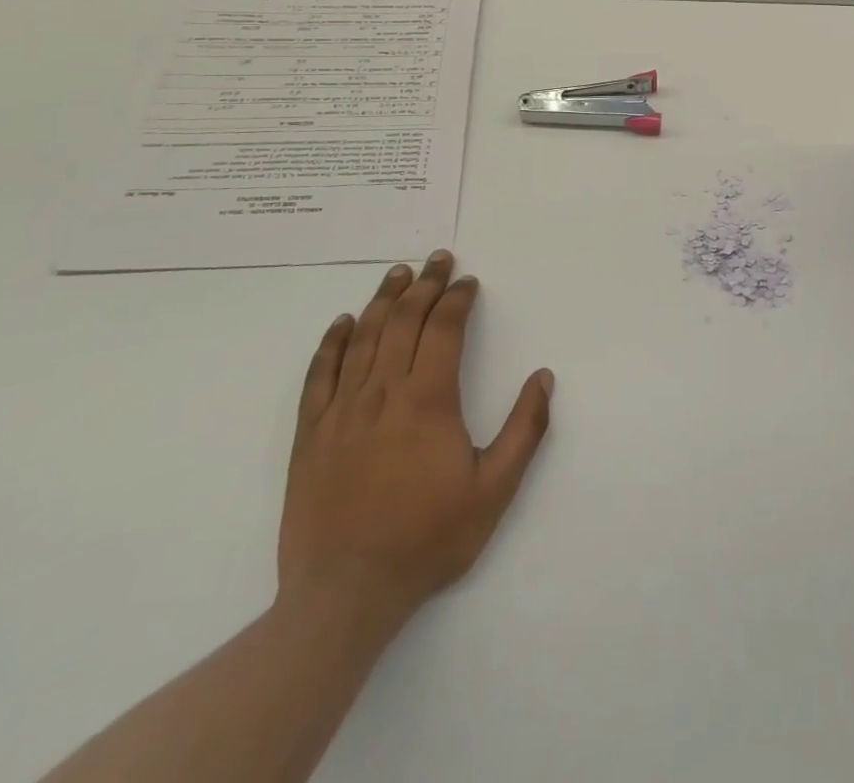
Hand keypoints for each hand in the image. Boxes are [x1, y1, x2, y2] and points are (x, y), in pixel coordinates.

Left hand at [278, 252, 553, 631]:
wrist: (345, 595)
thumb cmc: (427, 539)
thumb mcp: (494, 490)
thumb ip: (524, 429)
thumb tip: (543, 377)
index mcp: (428, 400)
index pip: (444, 329)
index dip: (457, 299)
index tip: (468, 282)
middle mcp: (383, 393)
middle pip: (404, 322)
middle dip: (425, 285)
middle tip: (438, 259)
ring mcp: (341, 411)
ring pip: (362, 338)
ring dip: (383, 300)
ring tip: (398, 273)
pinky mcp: (310, 435)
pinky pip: (319, 374)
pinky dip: (331, 342)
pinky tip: (342, 323)